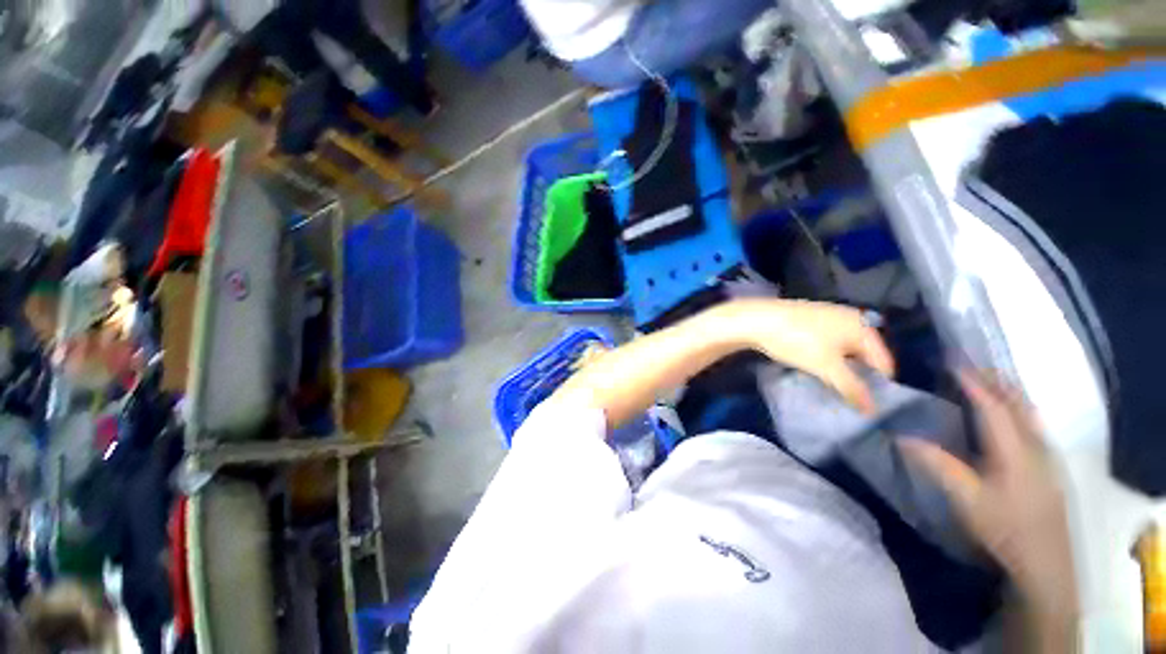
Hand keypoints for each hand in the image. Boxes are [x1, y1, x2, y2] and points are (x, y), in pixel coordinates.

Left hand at [708, 299, 893, 413]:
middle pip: (864, 355)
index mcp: (862, 326)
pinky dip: (825, 357)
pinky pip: (826, 343)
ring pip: (843, 350)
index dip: (878, 384)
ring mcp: (827, 317)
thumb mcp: (826, 366)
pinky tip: (815, 370)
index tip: (868, 404)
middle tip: (849, 398)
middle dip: (858, 376)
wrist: (757, 319)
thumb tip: (872, 410)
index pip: (883, 361)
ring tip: (832, 387)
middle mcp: (849, 318)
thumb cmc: (797, 340)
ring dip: (840, 368)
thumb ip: (851, 387)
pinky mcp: (808, 321)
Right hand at [899, 373, 1076, 612]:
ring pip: (1029, 411)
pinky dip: (1019, 407)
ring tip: (989, 377)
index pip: (992, 405)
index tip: (953, 361)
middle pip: (1016, 403)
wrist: (1045, 562)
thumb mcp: (966, 499)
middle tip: (969, 362)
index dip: (973, 382)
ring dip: (1008, 390)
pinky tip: (1013, 411)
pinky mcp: (1049, 465)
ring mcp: (1046, 455)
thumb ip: (937, 465)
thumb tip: (900, 437)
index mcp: (1014, 449)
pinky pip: (1033, 423)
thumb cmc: (1004, 528)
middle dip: (994, 379)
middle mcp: (1034, 445)